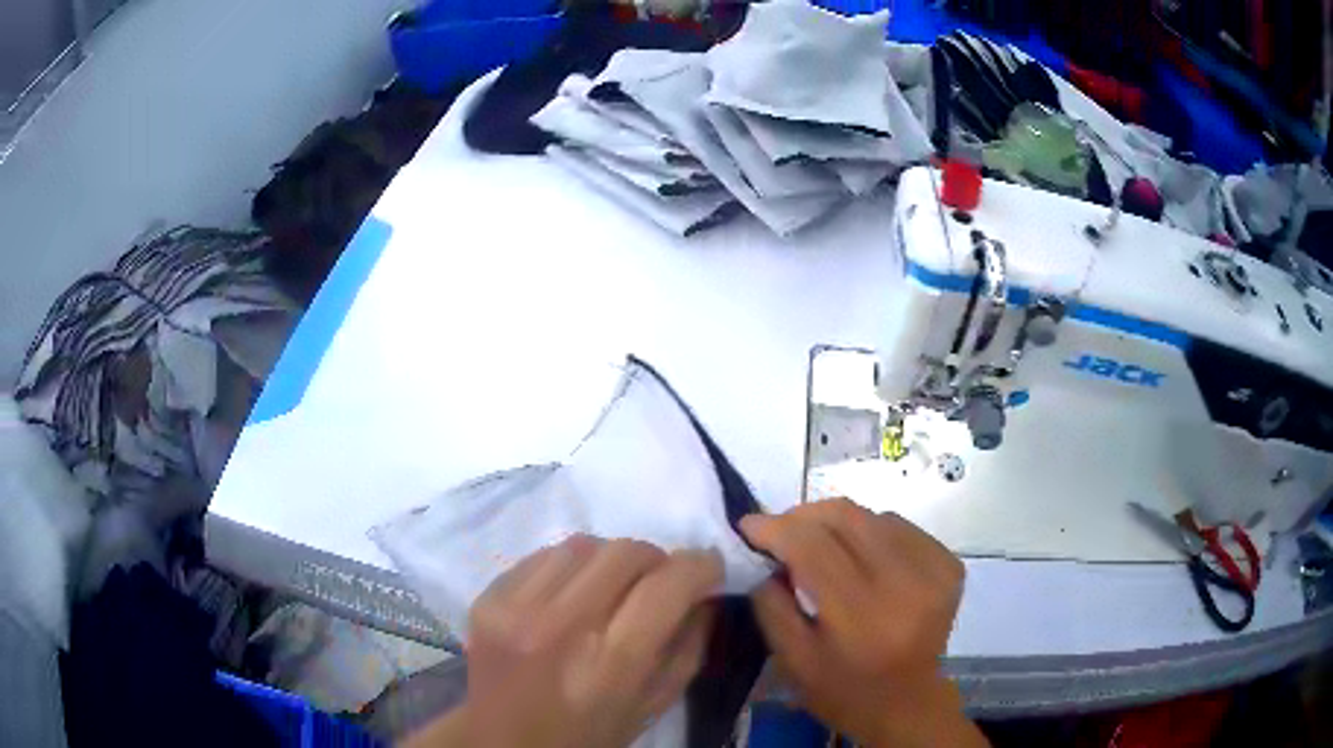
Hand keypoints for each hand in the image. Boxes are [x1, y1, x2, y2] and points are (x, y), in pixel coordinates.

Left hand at [404, 536, 720, 747]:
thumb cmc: (588, 734)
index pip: (667, 584)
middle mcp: (560, 626)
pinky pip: (544, 555)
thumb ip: (689, 646)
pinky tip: (570, 596)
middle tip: (659, 585)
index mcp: (609, 664)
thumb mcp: (654, 704)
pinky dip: (571, 567)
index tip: (709, 571)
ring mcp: (516, 606)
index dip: (700, 567)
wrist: (503, 741)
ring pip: (584, 545)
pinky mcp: (488, 596)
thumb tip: (704, 591)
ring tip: (611, 590)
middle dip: (657, 561)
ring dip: (611, 561)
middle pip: (626, 551)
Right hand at [741, 500, 985, 747]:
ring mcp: (934, 571)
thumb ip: (771, 605)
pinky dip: (871, 532)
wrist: (908, 704)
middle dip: (803, 515)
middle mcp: (905, 585)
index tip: (748, 526)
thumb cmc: (843, 691)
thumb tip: (765, 555)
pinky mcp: (949, 565)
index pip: (813, 546)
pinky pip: (899, 528)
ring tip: (820, 547)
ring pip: (872, 517)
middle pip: (847, 518)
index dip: (776, 527)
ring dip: (837, 524)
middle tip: (780, 530)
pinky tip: (860, 557)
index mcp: (862, 617)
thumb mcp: (792, 661)